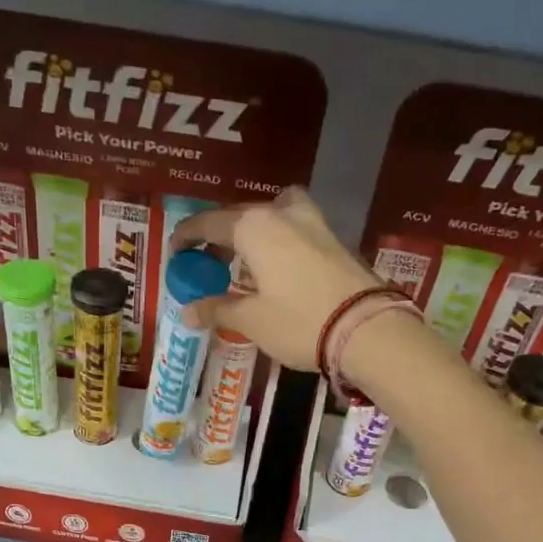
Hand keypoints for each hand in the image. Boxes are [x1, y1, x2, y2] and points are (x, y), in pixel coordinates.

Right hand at [168, 186, 380, 372]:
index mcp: (253, 226)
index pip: (208, 222)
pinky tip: (275, 268)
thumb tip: (187, 311)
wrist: (367, 329)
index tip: (175, 254)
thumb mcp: (252, 320)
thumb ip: (217, 309)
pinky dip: (276, 240)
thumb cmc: (300, 322)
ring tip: (243, 263)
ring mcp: (312, 222)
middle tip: (206, 265)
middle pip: (239, 216)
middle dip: (218, 237)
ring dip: (251, 233)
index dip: (186, 236)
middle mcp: (281, 213)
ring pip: (270, 215)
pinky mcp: (333, 238)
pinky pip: (292, 228)